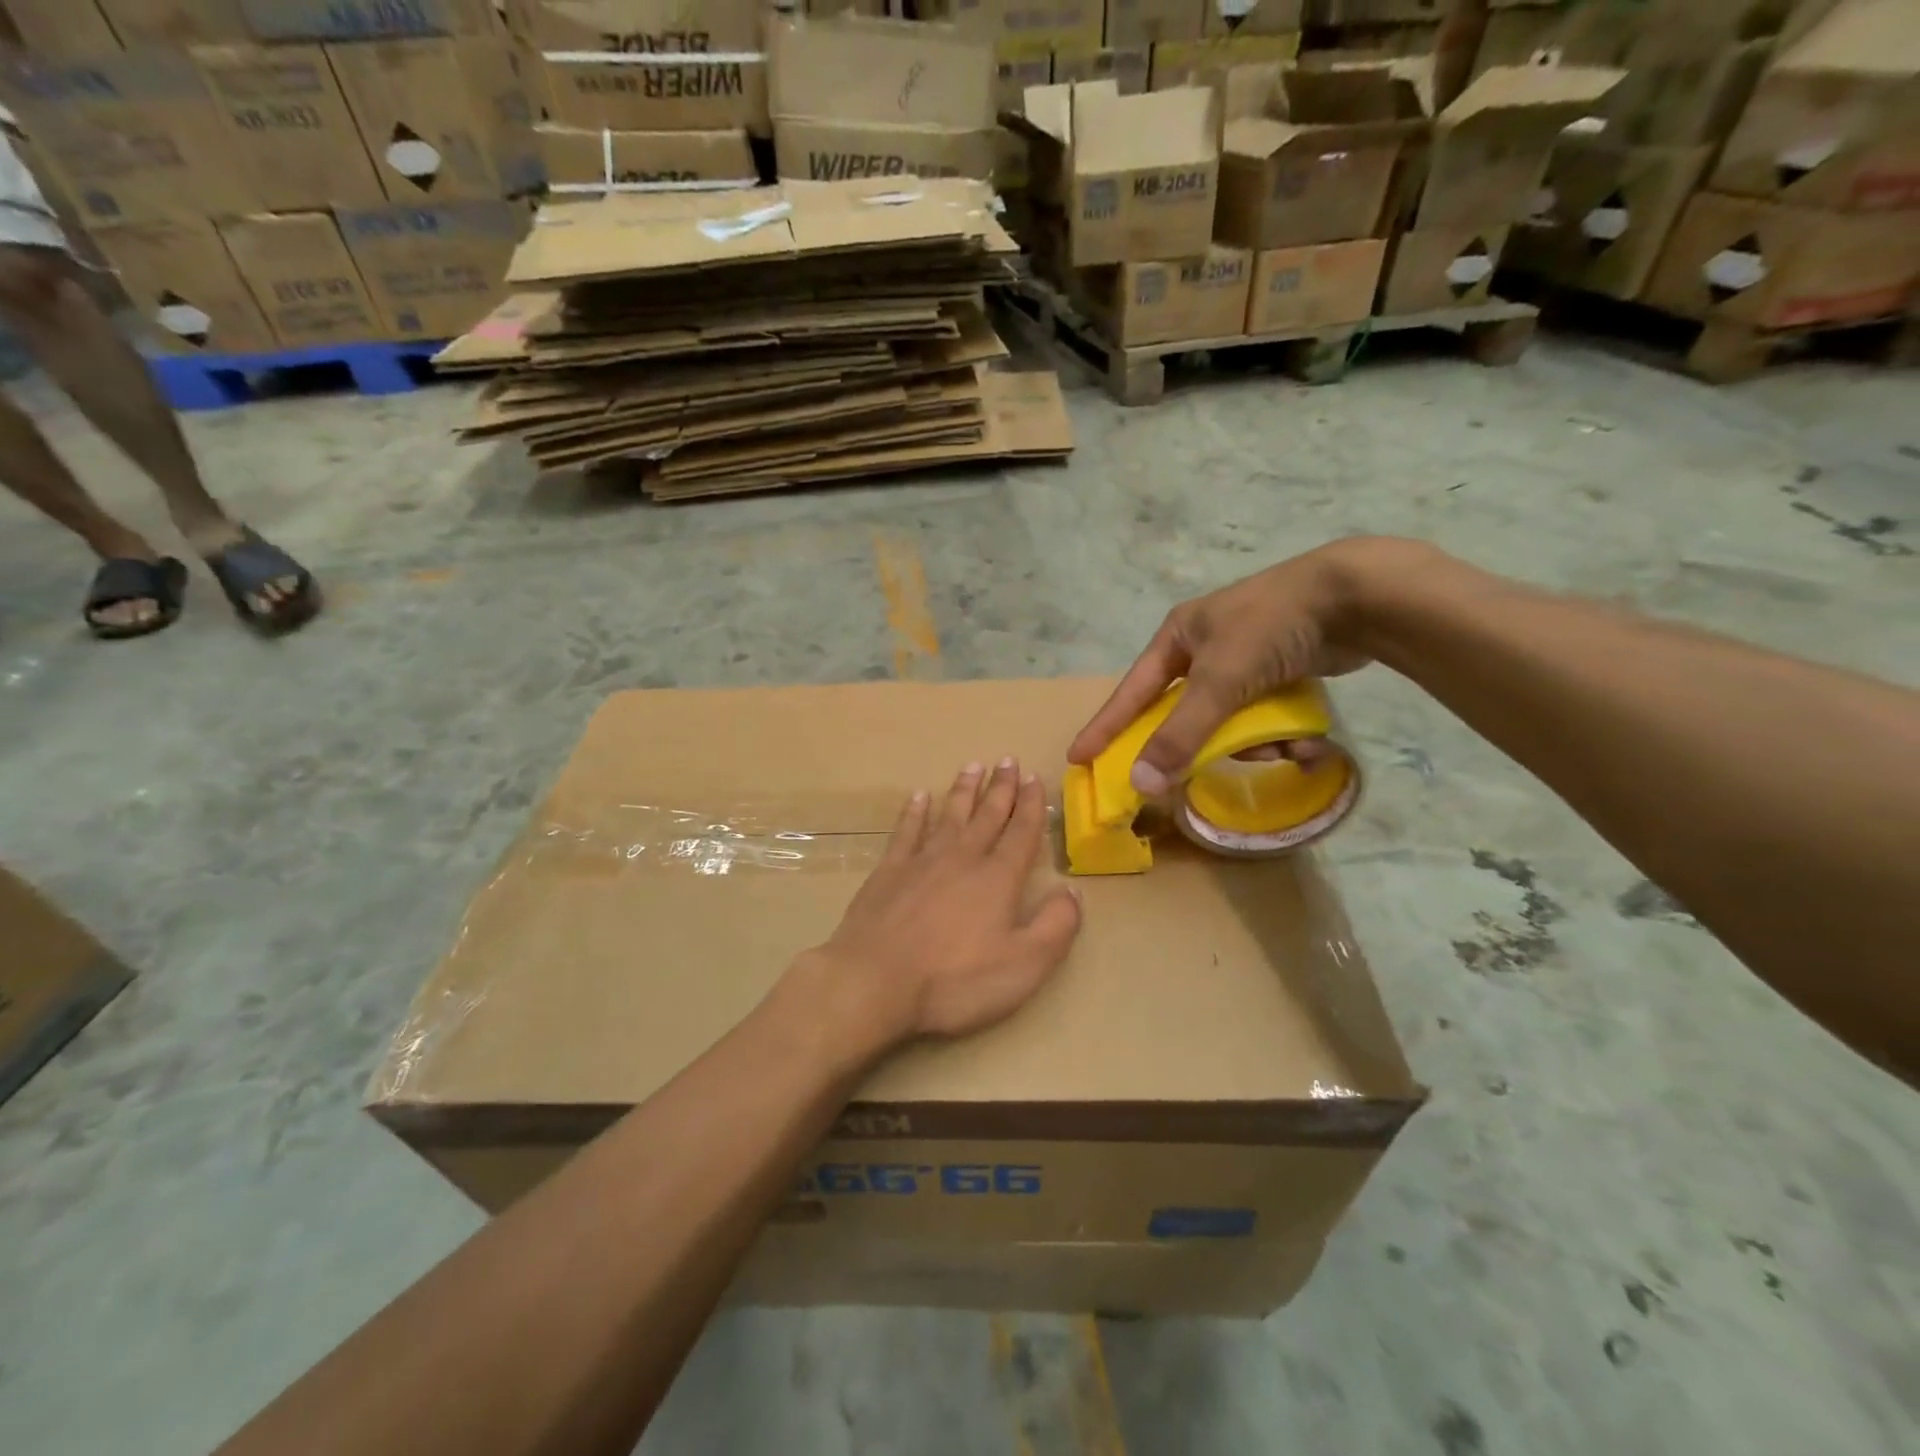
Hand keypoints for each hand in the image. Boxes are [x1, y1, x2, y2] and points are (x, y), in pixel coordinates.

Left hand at [802, 759, 1082, 1049]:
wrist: (876, 981)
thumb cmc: (955, 980)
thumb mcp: (1024, 965)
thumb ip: (1056, 926)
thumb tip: (1073, 891)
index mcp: (998, 878)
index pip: (1022, 833)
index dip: (1032, 805)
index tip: (1035, 778)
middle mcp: (963, 858)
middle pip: (987, 815)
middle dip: (1001, 787)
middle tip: (1008, 759)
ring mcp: (922, 861)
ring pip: (949, 815)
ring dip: (964, 790)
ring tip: (973, 766)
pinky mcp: (889, 871)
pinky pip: (906, 831)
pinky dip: (914, 812)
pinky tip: (919, 796)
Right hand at [1068, 539, 1391, 795]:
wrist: (1356, 597)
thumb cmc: (1270, 628)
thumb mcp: (1219, 682)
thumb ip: (1180, 735)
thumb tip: (1140, 783)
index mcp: (1178, 636)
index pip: (1131, 691)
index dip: (1105, 726)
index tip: (1079, 757)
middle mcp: (1205, 646)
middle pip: (1184, 712)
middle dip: (1202, 743)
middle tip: (1196, 772)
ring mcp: (1245, 658)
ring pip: (1229, 720)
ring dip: (1253, 743)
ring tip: (1283, 748)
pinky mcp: (1280, 669)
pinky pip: (1263, 715)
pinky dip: (1280, 733)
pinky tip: (1307, 743)